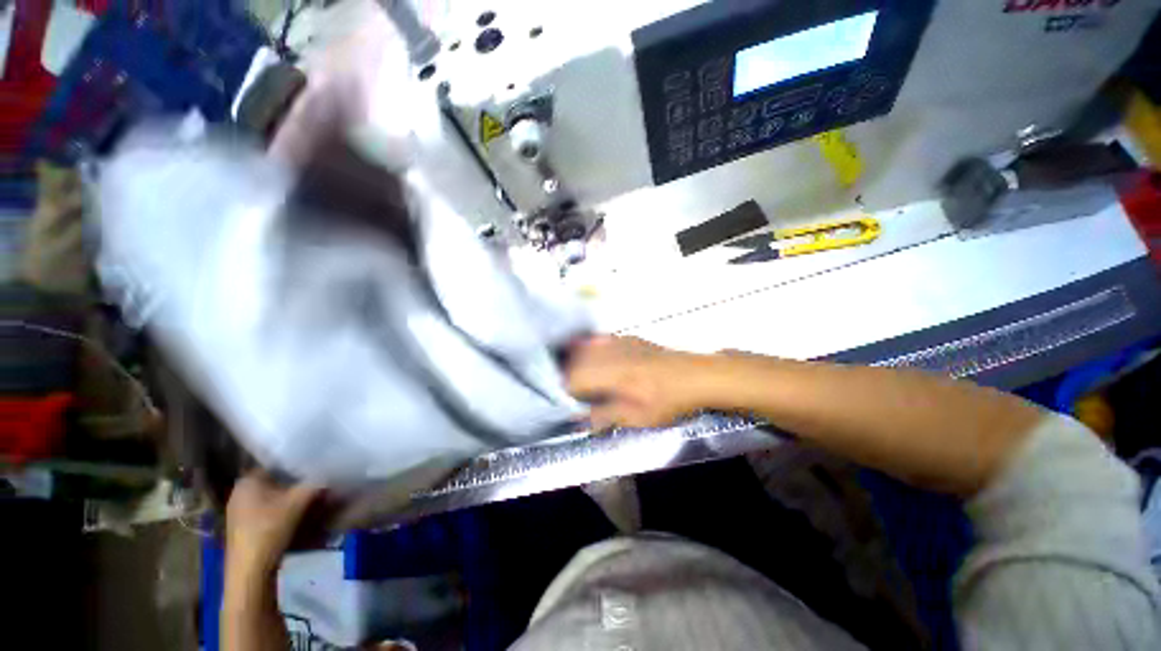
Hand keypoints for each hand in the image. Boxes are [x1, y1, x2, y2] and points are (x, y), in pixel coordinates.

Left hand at [225, 472, 322, 575]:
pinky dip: (281, 508)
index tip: (315, 464)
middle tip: (316, 481)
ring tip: (310, 497)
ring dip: (289, 496)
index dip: (296, 463)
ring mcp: (238, 510)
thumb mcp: (298, 502)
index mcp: (247, 481)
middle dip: (295, 481)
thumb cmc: (270, 529)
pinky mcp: (243, 525)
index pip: (276, 463)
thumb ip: (315, 482)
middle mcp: (239, 492)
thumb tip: (331, 469)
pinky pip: (266, 508)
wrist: (250, 569)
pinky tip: (295, 514)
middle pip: (274, 480)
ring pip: (271, 495)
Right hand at [566, 336, 719, 429]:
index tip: (569, 402)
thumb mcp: (638, 418)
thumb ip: (606, 416)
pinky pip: (601, 340)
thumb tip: (583, 419)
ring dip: (577, 361)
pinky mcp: (629, 338)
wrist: (697, 376)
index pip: (573, 378)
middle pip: (575, 359)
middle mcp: (610, 354)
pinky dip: (591, 349)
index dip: (566, 391)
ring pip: (586, 347)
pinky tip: (596, 357)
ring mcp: (620, 342)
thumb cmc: (669, 401)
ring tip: (581, 376)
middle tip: (573, 391)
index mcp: (610, 374)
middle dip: (567, 374)